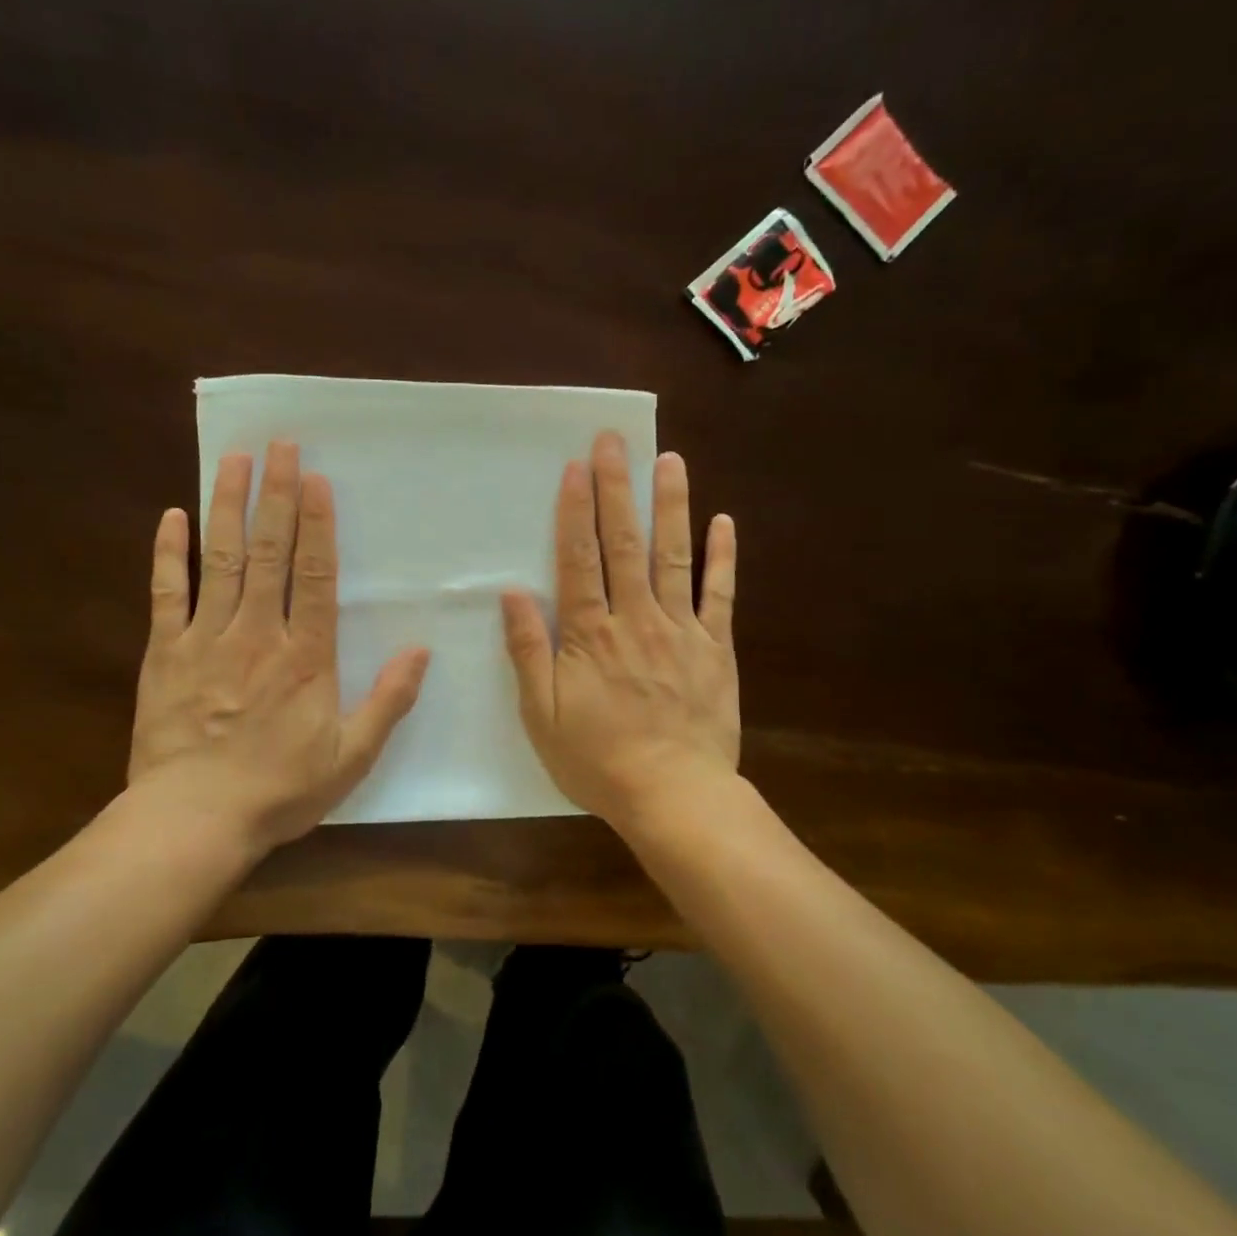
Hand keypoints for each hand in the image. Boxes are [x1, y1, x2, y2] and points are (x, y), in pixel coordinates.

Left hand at [129, 441, 429, 854]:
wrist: (195, 819)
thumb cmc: (280, 789)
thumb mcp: (351, 756)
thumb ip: (388, 701)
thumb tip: (422, 651)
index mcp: (305, 656)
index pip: (314, 575)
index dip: (317, 524)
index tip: (316, 478)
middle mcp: (257, 633)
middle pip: (269, 553)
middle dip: (276, 495)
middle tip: (280, 445)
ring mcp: (206, 639)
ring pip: (221, 560)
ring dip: (228, 507)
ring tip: (234, 460)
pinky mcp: (164, 653)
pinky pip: (167, 594)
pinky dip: (169, 554)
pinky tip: (172, 517)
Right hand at [501, 431, 738, 831]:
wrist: (673, 795)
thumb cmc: (598, 759)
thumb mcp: (542, 714)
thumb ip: (529, 651)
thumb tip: (512, 593)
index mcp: (590, 635)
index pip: (579, 559)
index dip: (575, 511)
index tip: (576, 466)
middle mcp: (636, 619)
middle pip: (624, 544)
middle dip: (617, 489)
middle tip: (615, 441)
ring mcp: (681, 630)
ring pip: (674, 557)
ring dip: (671, 507)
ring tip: (670, 461)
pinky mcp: (716, 648)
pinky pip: (721, 595)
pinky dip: (723, 558)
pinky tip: (724, 522)